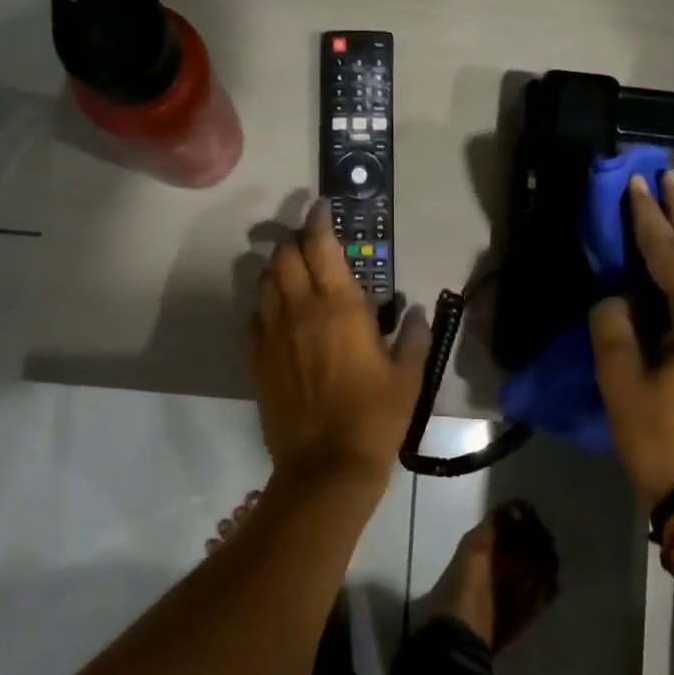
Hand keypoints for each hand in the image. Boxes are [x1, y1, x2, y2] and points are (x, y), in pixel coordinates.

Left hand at [250, 200, 428, 503]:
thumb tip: (418, 313)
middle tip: (311, 243)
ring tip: (293, 273)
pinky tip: (279, 316)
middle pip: (284, 256)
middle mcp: (301, 310)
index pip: (320, 245)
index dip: (318, 220)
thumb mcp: (409, 377)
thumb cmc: (375, 418)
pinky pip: (254, 318)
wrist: (326, 466)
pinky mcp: (257, 359)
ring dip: (277, 268)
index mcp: (340, 307)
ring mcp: (273, 334)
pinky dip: (265, 305)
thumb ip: (416, 338)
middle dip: (295, 241)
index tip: (321, 208)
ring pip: (264, 281)